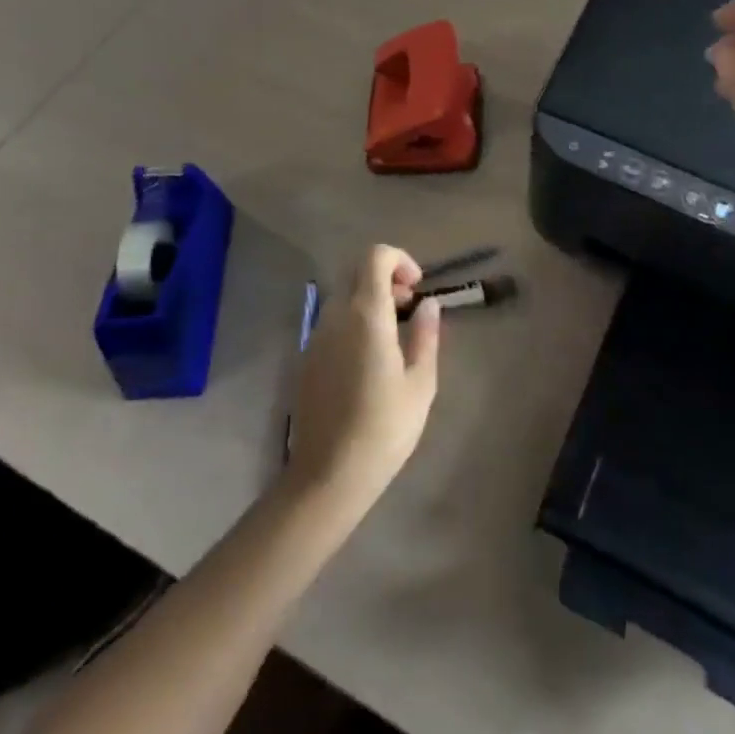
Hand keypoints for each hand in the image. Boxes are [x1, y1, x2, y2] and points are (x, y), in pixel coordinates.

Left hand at [285, 245, 440, 520]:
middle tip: (410, 309)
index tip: (417, 288)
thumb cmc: (383, 429)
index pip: (375, 256)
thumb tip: (428, 304)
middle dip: (387, 279)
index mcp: (366, 314)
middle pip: (358, 273)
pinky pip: (332, 323)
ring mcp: (316, 337)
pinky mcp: (306, 359)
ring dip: (370, 301)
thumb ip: (426, 336)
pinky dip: (353, 323)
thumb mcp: (420, 384)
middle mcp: (336, 316)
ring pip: (344, 297)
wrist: (327, 477)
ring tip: (394, 337)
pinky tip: (369, 361)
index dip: (399, 259)